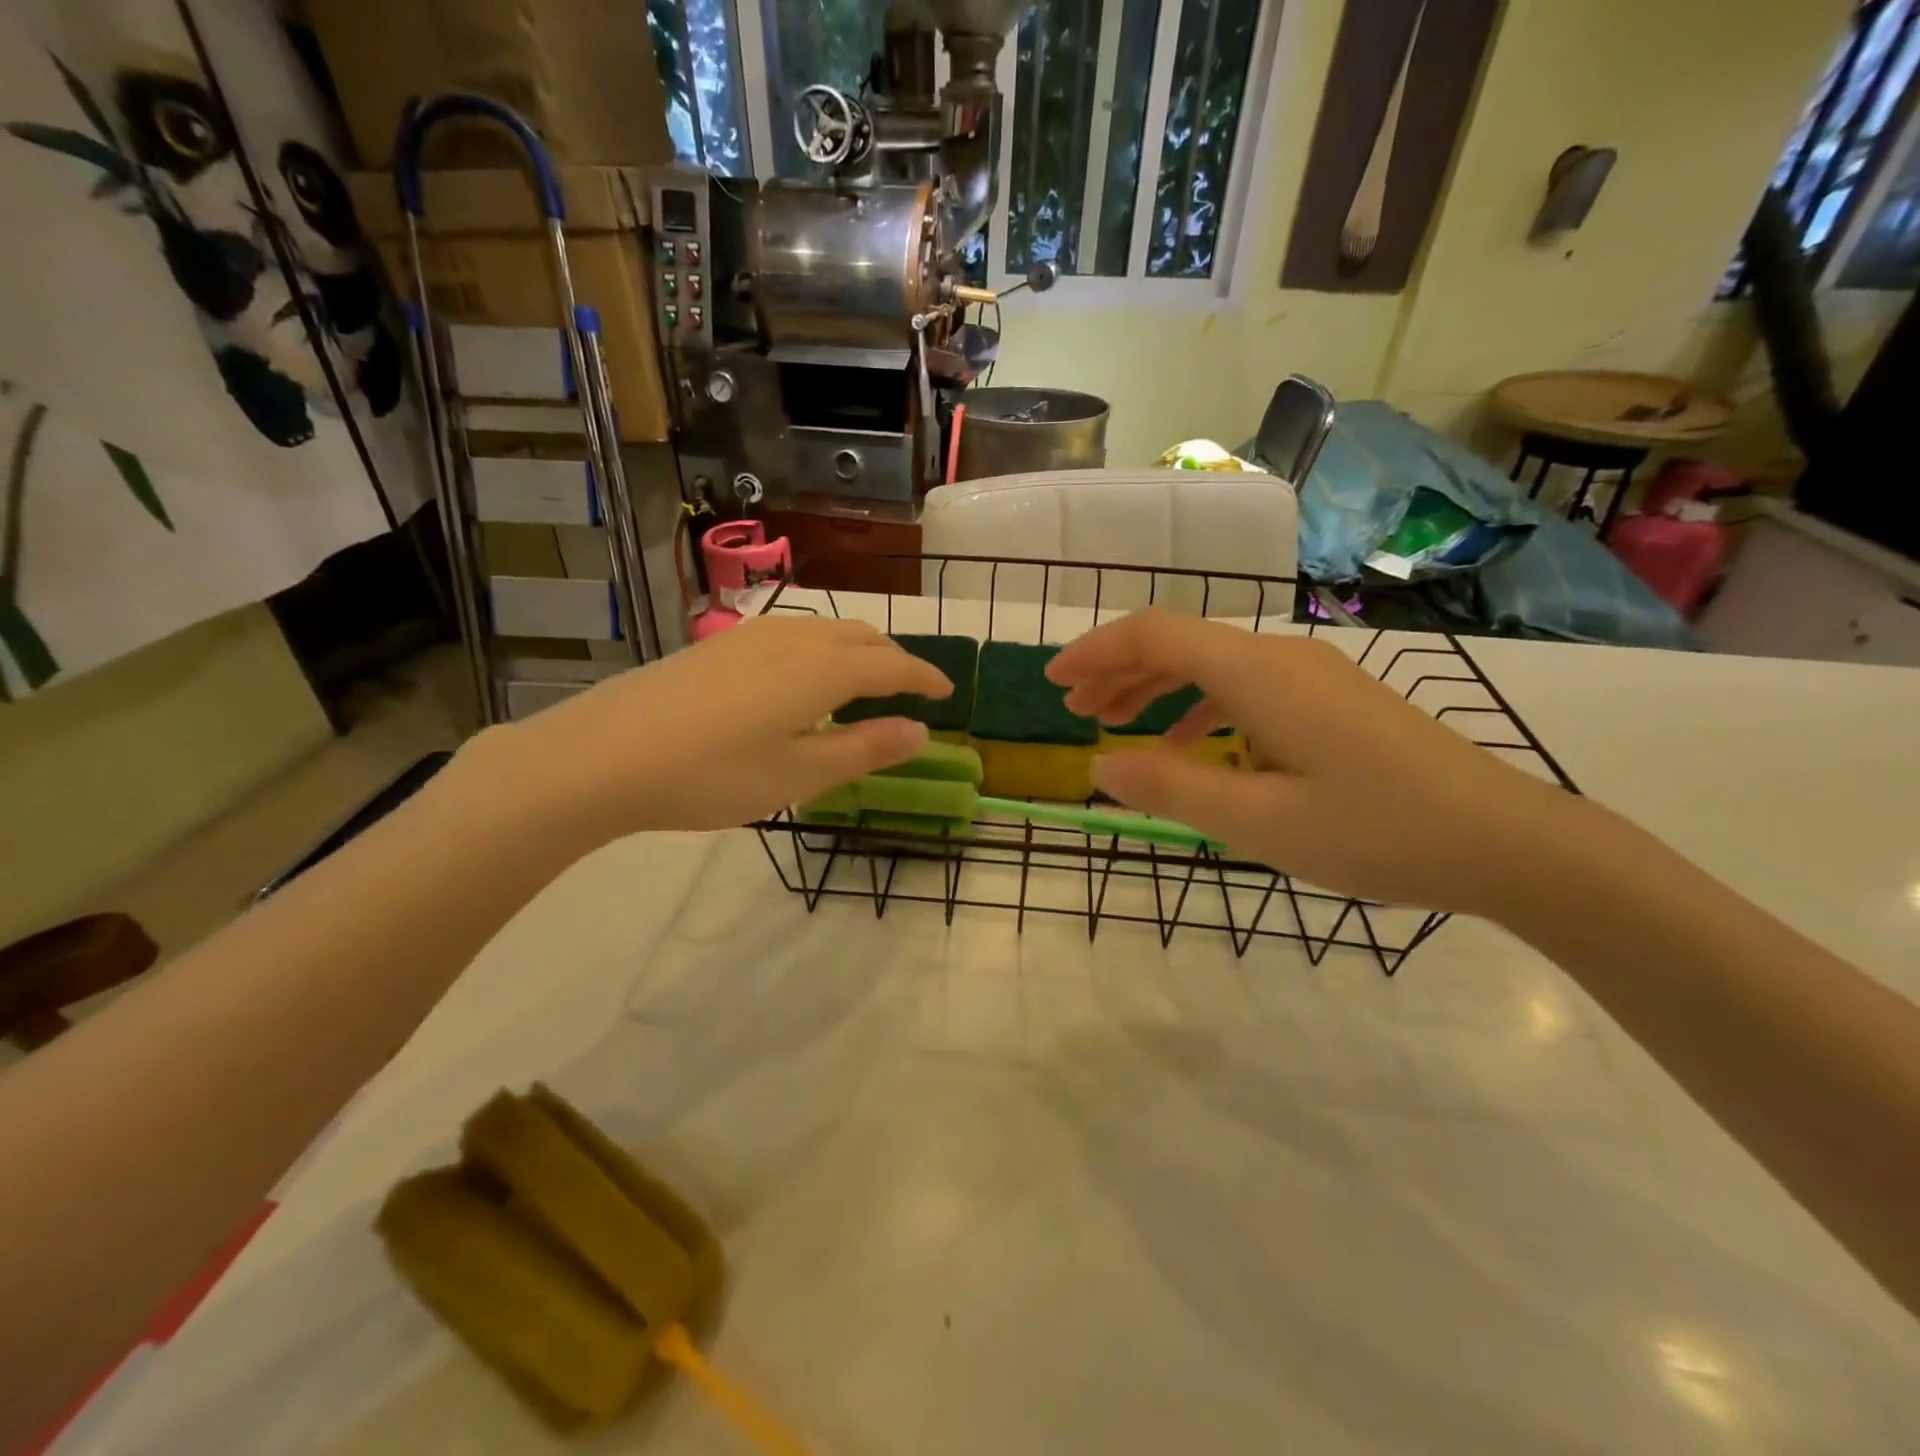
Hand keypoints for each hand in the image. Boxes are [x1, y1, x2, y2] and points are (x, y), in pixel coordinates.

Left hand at [463, 616, 951, 843]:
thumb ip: (864, 750)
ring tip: (865, 683)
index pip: (892, 666)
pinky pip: (793, 635)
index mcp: (822, 670)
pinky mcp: (720, 645)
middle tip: (912, 689)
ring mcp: (751, 636)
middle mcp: (793, 639)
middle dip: (895, 660)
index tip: (948, 692)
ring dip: (857, 651)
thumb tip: (921, 733)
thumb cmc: (711, 774)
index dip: (925, 678)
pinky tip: (803, 680)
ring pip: (825, 631)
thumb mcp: (799, 775)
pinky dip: (821, 650)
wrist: (602, 755)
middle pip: (861, 638)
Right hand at [1045, 610, 1582, 913]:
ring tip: (1115, 724)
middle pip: (1180, 642)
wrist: (1506, 841)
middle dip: (1118, 670)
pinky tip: (1188, 744)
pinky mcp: (1330, 699)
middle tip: (1075, 710)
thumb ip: (1170, 789)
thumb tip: (1099, 767)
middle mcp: (1281, 657)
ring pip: (1211, 663)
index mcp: (1257, 674)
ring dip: (1156, 687)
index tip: (1054, 682)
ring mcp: (1311, 675)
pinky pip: (1245, 687)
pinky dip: (1199, 707)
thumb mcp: (1258, 823)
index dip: (1097, 652)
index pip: (1155, 634)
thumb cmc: (1376, 831)